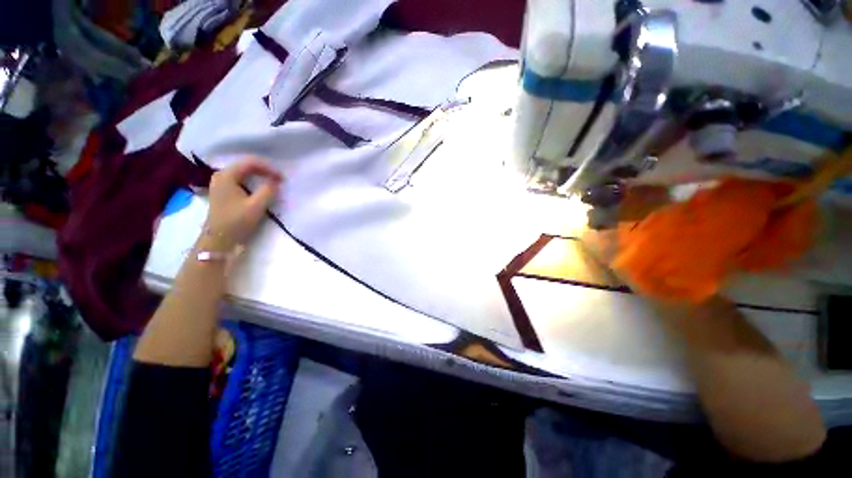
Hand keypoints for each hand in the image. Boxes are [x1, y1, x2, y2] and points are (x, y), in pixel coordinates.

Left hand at [202, 157, 282, 250]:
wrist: (219, 239)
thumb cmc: (236, 222)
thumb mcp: (256, 206)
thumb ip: (268, 190)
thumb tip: (276, 182)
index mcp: (227, 175)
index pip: (251, 163)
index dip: (269, 168)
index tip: (282, 178)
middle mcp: (221, 175)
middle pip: (246, 165)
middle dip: (265, 170)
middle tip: (280, 179)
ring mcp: (221, 183)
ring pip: (244, 172)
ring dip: (260, 175)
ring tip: (273, 182)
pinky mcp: (224, 191)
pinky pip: (241, 179)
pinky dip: (253, 181)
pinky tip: (261, 187)